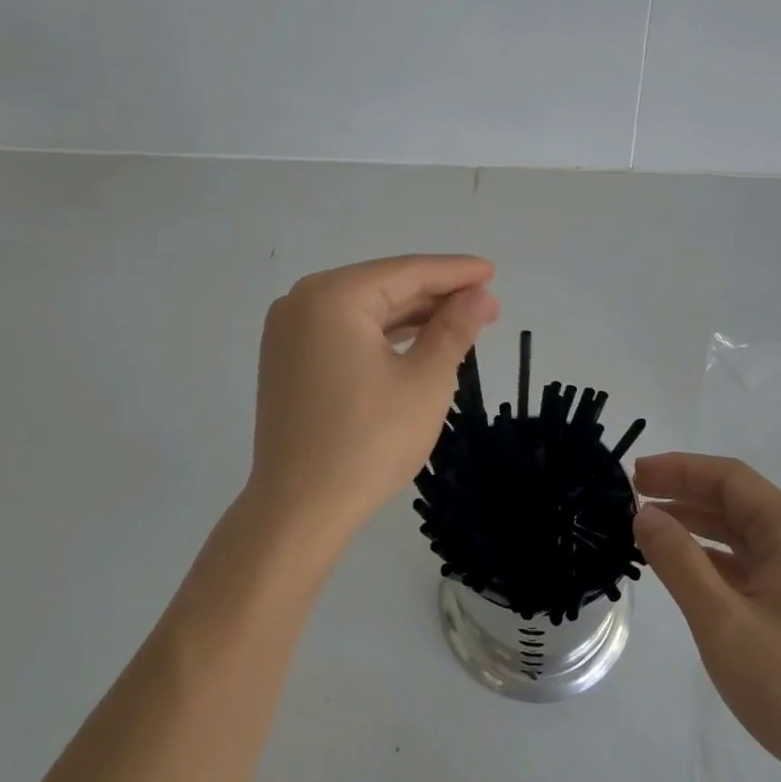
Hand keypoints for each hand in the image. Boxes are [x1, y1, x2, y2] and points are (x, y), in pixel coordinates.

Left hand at [241, 255, 498, 548]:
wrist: (299, 509)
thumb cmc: (369, 441)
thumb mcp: (425, 381)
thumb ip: (454, 329)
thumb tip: (482, 296)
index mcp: (333, 296)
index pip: (407, 272)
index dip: (455, 272)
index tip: (493, 271)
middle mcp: (302, 301)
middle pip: (383, 287)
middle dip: (436, 295)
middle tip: (486, 302)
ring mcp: (289, 332)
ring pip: (364, 311)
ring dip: (411, 315)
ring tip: (460, 320)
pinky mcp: (287, 360)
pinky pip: (344, 332)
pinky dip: (382, 335)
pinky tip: (416, 340)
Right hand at [633, 453, 780, 781]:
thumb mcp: (723, 622)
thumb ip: (679, 561)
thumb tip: (644, 514)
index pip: (730, 478)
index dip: (680, 468)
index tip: (635, 476)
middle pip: (735, 500)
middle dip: (683, 492)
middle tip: (632, 498)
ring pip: (739, 532)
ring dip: (694, 523)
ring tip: (646, 528)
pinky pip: (745, 563)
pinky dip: (709, 556)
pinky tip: (680, 567)